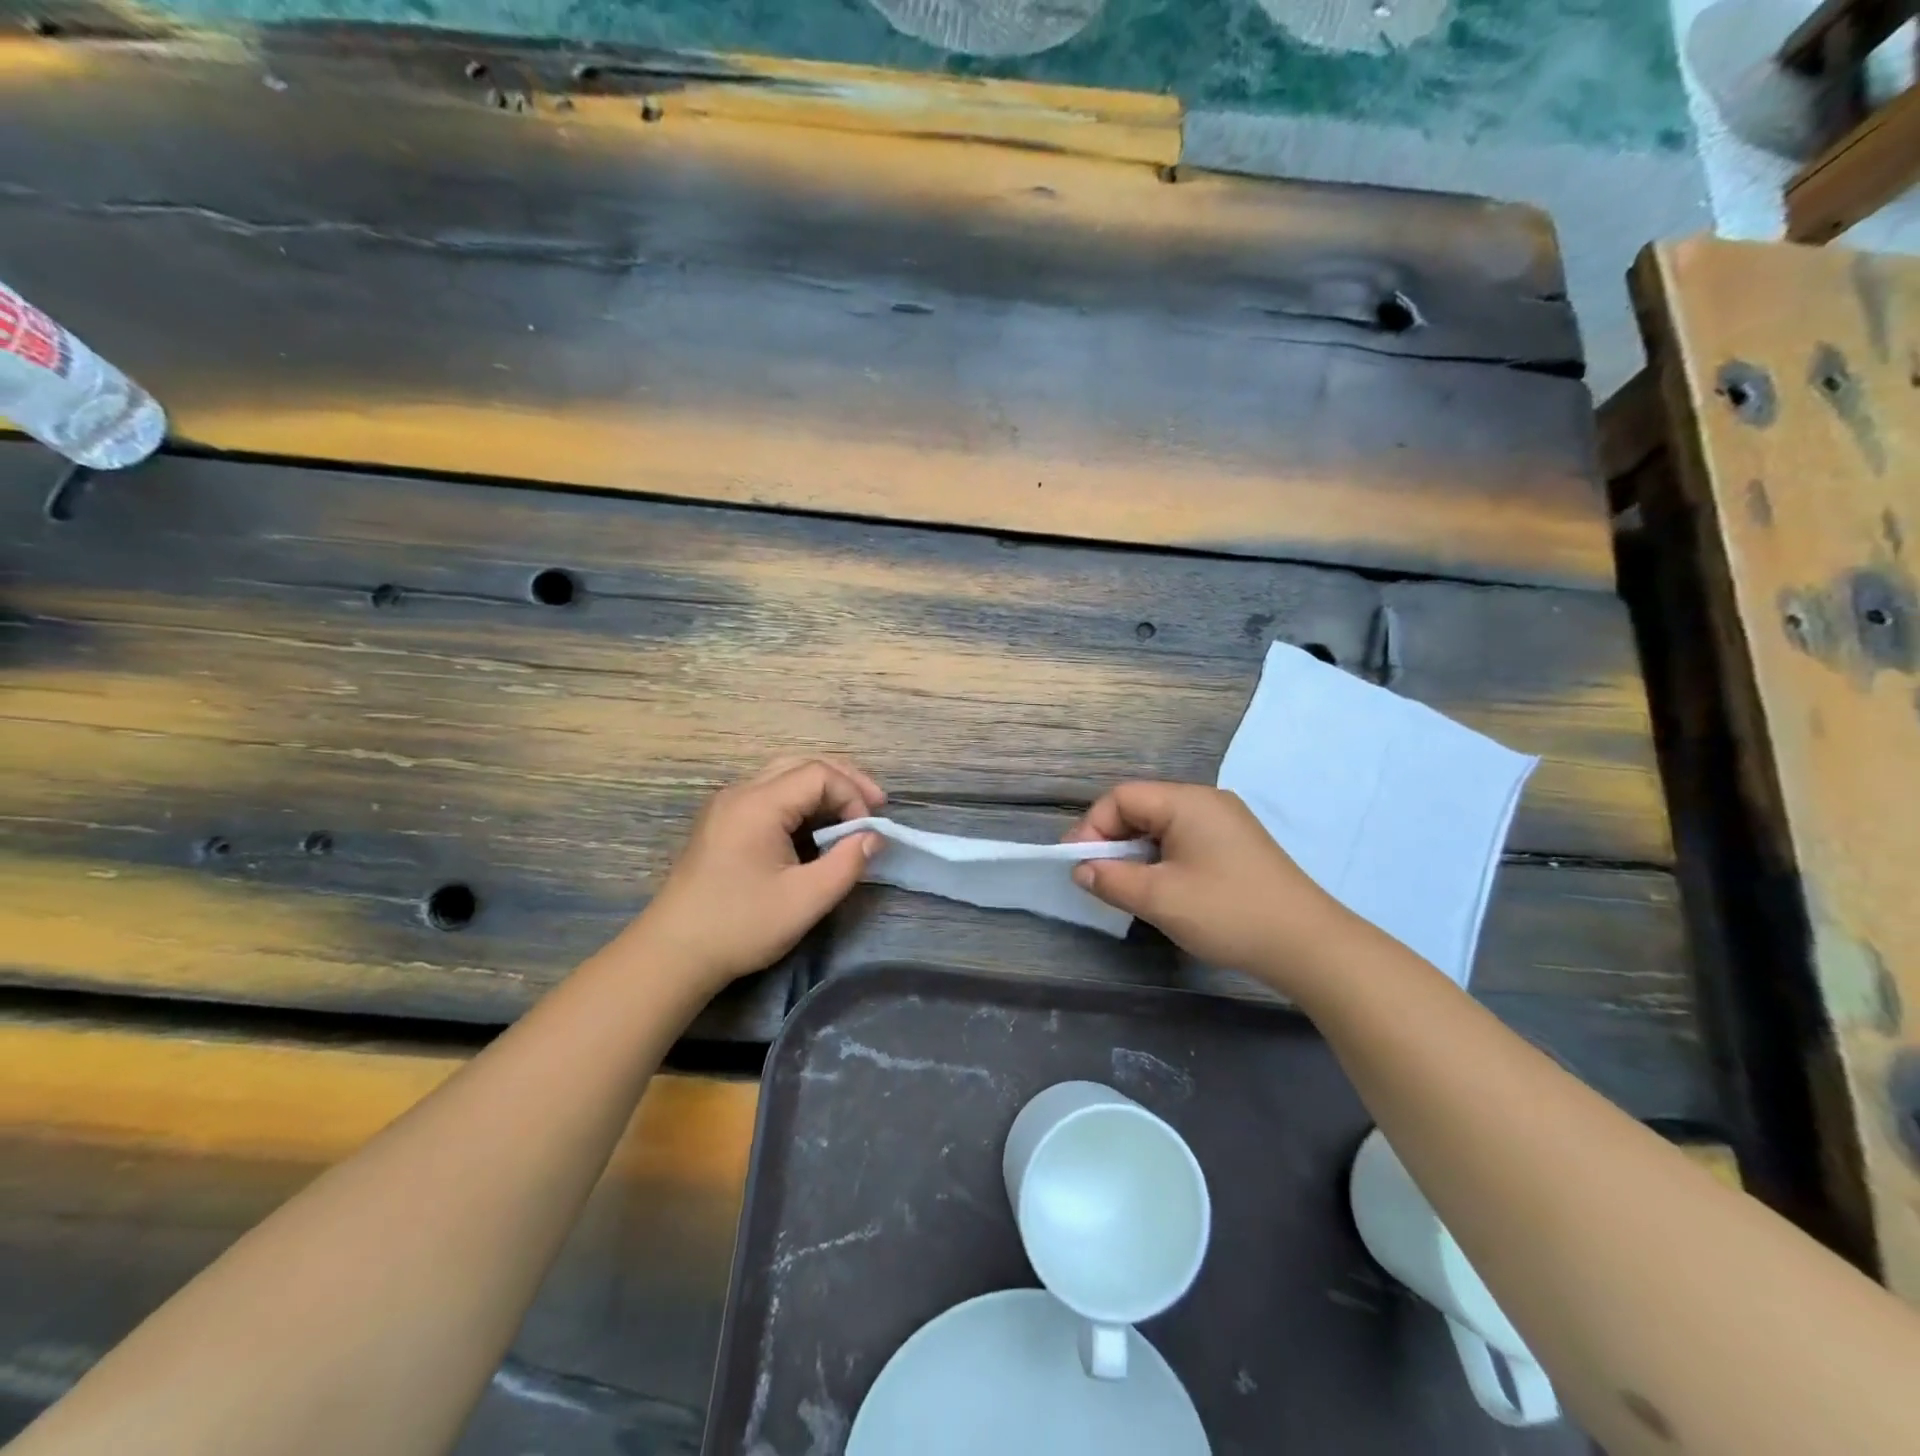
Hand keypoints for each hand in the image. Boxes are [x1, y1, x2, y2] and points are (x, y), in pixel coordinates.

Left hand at [633, 756, 884, 990]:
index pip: (819, 774)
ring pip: (785, 776)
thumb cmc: (740, 925)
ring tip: (852, 813)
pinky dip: (801, 802)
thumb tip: (873, 837)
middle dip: (843, 781)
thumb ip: (846, 864)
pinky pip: (769, 794)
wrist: (672, 953)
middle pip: (802, 764)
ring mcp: (727, 805)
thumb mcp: (805, 900)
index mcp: (758, 804)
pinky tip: (816, 826)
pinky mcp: (722, 822)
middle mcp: (740, 792)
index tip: (867, 832)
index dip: (852, 795)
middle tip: (875, 805)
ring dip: (822, 789)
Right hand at [1065, 781, 1350, 989]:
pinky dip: (1161, 859)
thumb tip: (1082, 870)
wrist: (1308, 945)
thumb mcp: (1160, 898)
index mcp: (1187, 801)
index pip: (1122, 797)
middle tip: (1096, 877)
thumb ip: (1112, 880)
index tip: (1079, 865)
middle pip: (1141, 808)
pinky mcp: (1236, 846)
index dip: (1093, 827)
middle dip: (1112, 840)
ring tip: (1124, 886)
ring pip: (1161, 826)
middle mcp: (1206, 802)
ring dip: (1136, 853)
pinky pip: (1183, 840)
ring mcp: (1225, 823)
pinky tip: (1159, 888)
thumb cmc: (1228, 912)